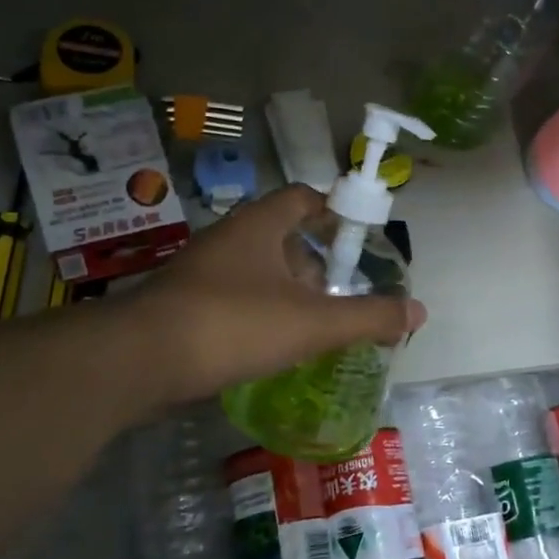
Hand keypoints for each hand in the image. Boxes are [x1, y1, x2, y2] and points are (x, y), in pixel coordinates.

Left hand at [119, 185, 426, 410]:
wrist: (140, 360)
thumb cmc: (234, 324)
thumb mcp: (312, 323)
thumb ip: (368, 316)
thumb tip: (419, 311)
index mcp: (259, 225)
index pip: (303, 197)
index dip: (333, 209)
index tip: (357, 236)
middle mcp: (228, 239)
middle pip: (281, 236)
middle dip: (313, 262)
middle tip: (340, 292)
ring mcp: (200, 272)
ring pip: (255, 270)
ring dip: (285, 291)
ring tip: (312, 324)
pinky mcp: (182, 305)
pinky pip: (232, 299)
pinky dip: (257, 313)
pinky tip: (271, 346)